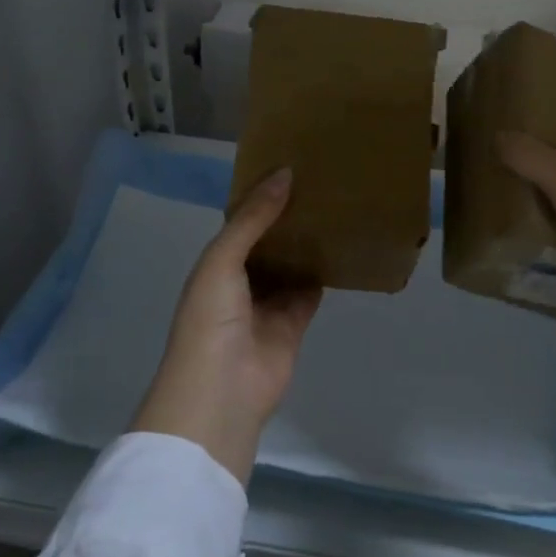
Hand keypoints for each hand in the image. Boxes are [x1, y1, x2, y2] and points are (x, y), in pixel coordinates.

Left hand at [131, 169, 321, 482]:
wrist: (222, 391)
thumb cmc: (210, 319)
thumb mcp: (222, 260)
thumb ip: (253, 218)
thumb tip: (285, 173)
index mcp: (216, 263)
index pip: (242, 222)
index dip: (262, 196)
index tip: (291, 165)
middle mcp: (241, 280)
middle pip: (270, 241)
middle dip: (289, 217)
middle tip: (322, 181)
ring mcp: (268, 303)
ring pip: (292, 264)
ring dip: (308, 242)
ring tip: (337, 205)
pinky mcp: (295, 322)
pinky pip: (312, 289)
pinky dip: (325, 272)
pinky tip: (344, 244)